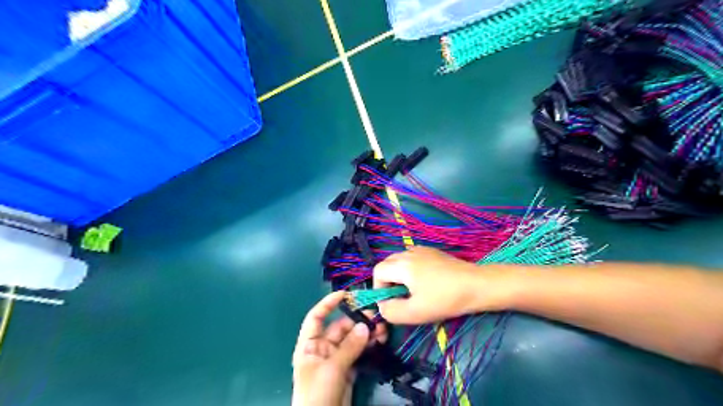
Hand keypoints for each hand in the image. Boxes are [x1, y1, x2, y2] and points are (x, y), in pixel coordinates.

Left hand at [290, 294, 386, 403]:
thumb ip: (349, 347)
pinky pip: (359, 352)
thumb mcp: (331, 369)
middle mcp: (322, 349)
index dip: (328, 304)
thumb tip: (366, 326)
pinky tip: (380, 340)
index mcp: (309, 345)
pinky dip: (369, 346)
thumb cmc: (317, 394)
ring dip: (366, 333)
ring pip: (352, 340)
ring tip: (383, 328)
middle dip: (357, 321)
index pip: (316, 317)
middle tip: (376, 316)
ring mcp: (336, 359)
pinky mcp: (348, 370)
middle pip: (340, 328)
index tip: (345, 294)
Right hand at [372, 245, 491, 323]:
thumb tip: (382, 306)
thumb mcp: (415, 313)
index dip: (378, 288)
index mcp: (402, 264)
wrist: (476, 285)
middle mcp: (409, 252)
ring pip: (399, 261)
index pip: (378, 271)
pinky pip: (412, 259)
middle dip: (388, 282)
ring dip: (399, 276)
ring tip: (413, 292)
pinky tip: (425, 283)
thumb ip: (391, 311)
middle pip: (387, 264)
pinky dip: (410, 270)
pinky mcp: (432, 252)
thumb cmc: (445, 299)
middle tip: (400, 298)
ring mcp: (422, 250)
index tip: (390, 302)